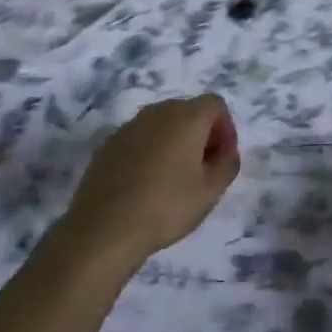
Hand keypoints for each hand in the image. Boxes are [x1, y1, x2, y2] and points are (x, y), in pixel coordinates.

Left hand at [61, 96, 241, 266]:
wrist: (104, 227)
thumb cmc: (166, 207)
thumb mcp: (211, 191)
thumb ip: (228, 163)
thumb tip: (225, 150)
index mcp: (186, 117)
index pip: (215, 104)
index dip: (225, 127)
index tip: (222, 157)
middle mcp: (157, 112)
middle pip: (188, 110)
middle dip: (201, 134)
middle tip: (203, 169)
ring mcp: (129, 126)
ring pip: (162, 124)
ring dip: (174, 142)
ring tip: (174, 178)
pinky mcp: (108, 143)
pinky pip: (139, 138)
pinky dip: (149, 151)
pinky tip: (145, 183)